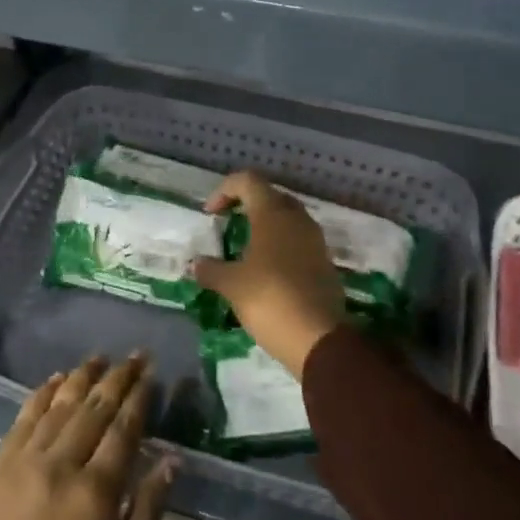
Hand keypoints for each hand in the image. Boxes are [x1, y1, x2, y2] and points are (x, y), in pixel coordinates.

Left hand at [0, 355, 174, 519]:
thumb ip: (147, 517)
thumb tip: (169, 462)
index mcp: (95, 493)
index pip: (123, 430)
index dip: (139, 398)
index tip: (151, 373)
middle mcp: (61, 464)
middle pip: (94, 408)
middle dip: (117, 378)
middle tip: (135, 354)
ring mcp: (26, 461)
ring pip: (60, 405)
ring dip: (82, 377)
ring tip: (99, 357)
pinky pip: (24, 418)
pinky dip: (42, 394)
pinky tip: (55, 380)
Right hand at [194, 171, 346, 377]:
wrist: (319, 338)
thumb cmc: (270, 299)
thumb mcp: (232, 285)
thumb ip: (211, 270)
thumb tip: (196, 264)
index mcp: (272, 213)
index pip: (247, 180)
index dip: (224, 191)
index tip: (211, 215)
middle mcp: (296, 218)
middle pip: (269, 195)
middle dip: (246, 205)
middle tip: (228, 225)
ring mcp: (315, 239)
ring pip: (286, 218)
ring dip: (265, 225)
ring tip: (245, 248)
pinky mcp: (324, 262)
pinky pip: (298, 240)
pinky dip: (280, 245)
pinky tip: (266, 270)